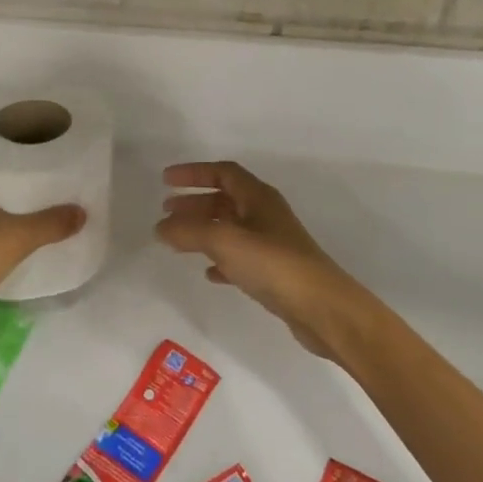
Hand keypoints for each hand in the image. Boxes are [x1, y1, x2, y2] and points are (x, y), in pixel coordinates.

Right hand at [155, 161, 373, 359]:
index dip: (193, 173)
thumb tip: (160, 227)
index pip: (222, 172)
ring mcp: (272, 244)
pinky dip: (220, 260)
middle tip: (166, 212)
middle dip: (194, 203)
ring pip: (231, 228)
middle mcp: (266, 215)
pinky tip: (208, 273)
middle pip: (225, 199)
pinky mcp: (275, 273)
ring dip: (203, 230)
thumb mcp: (224, 241)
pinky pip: (240, 258)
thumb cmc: (273, 264)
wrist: (322, 309)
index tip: (166, 181)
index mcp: (258, 197)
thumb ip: (188, 231)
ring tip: (178, 241)